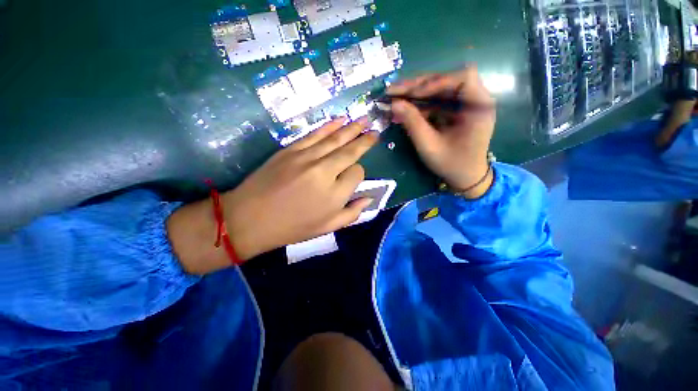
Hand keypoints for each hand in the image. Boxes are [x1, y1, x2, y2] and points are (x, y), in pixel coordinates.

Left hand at [167, 118, 377, 274]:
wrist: (250, 218)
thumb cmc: (292, 227)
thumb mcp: (326, 228)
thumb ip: (352, 214)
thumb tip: (369, 198)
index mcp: (335, 195)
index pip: (357, 173)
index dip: (358, 174)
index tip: (353, 177)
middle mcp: (324, 172)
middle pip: (350, 152)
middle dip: (365, 140)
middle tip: (375, 130)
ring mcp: (307, 158)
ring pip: (335, 139)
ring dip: (352, 128)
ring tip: (364, 119)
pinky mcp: (291, 150)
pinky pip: (315, 134)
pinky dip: (329, 126)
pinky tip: (339, 120)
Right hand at [388, 67, 495, 197]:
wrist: (464, 177)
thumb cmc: (451, 164)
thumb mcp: (429, 145)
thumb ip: (412, 123)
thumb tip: (394, 103)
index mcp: (479, 106)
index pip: (462, 78)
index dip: (436, 81)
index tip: (413, 93)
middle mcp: (474, 99)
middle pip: (446, 81)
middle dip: (418, 86)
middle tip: (393, 90)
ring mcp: (463, 104)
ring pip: (437, 90)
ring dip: (415, 94)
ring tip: (394, 97)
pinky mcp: (454, 111)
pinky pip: (435, 102)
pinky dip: (418, 104)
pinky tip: (403, 107)